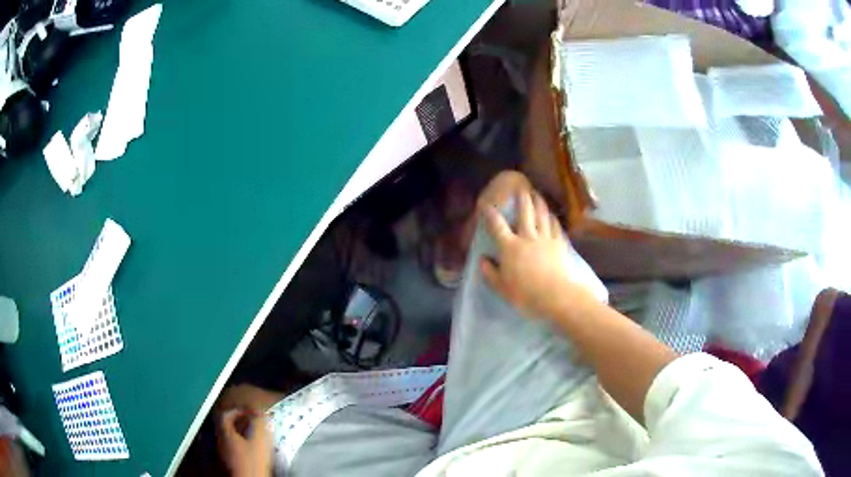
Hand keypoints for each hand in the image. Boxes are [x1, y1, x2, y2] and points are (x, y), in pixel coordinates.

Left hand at [217, 408, 272, 476]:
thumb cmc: (252, 461)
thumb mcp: (259, 442)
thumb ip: (260, 425)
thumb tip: (262, 412)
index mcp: (225, 433)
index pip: (226, 414)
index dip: (239, 410)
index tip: (252, 412)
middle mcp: (220, 440)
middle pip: (226, 425)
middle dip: (240, 421)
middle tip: (253, 422)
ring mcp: (223, 451)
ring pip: (229, 436)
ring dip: (240, 433)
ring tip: (253, 435)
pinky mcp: (228, 461)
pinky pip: (232, 446)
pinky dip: (240, 443)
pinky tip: (250, 448)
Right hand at [480, 191, 592, 319]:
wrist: (556, 295)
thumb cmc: (526, 293)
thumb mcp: (502, 288)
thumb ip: (490, 273)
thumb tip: (482, 260)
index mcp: (510, 247)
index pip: (497, 226)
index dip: (490, 214)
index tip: (486, 205)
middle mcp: (527, 237)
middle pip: (524, 212)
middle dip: (521, 198)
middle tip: (521, 188)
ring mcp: (545, 238)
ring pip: (541, 215)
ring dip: (538, 202)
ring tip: (536, 194)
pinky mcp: (559, 243)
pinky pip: (555, 226)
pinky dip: (552, 217)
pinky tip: (552, 214)